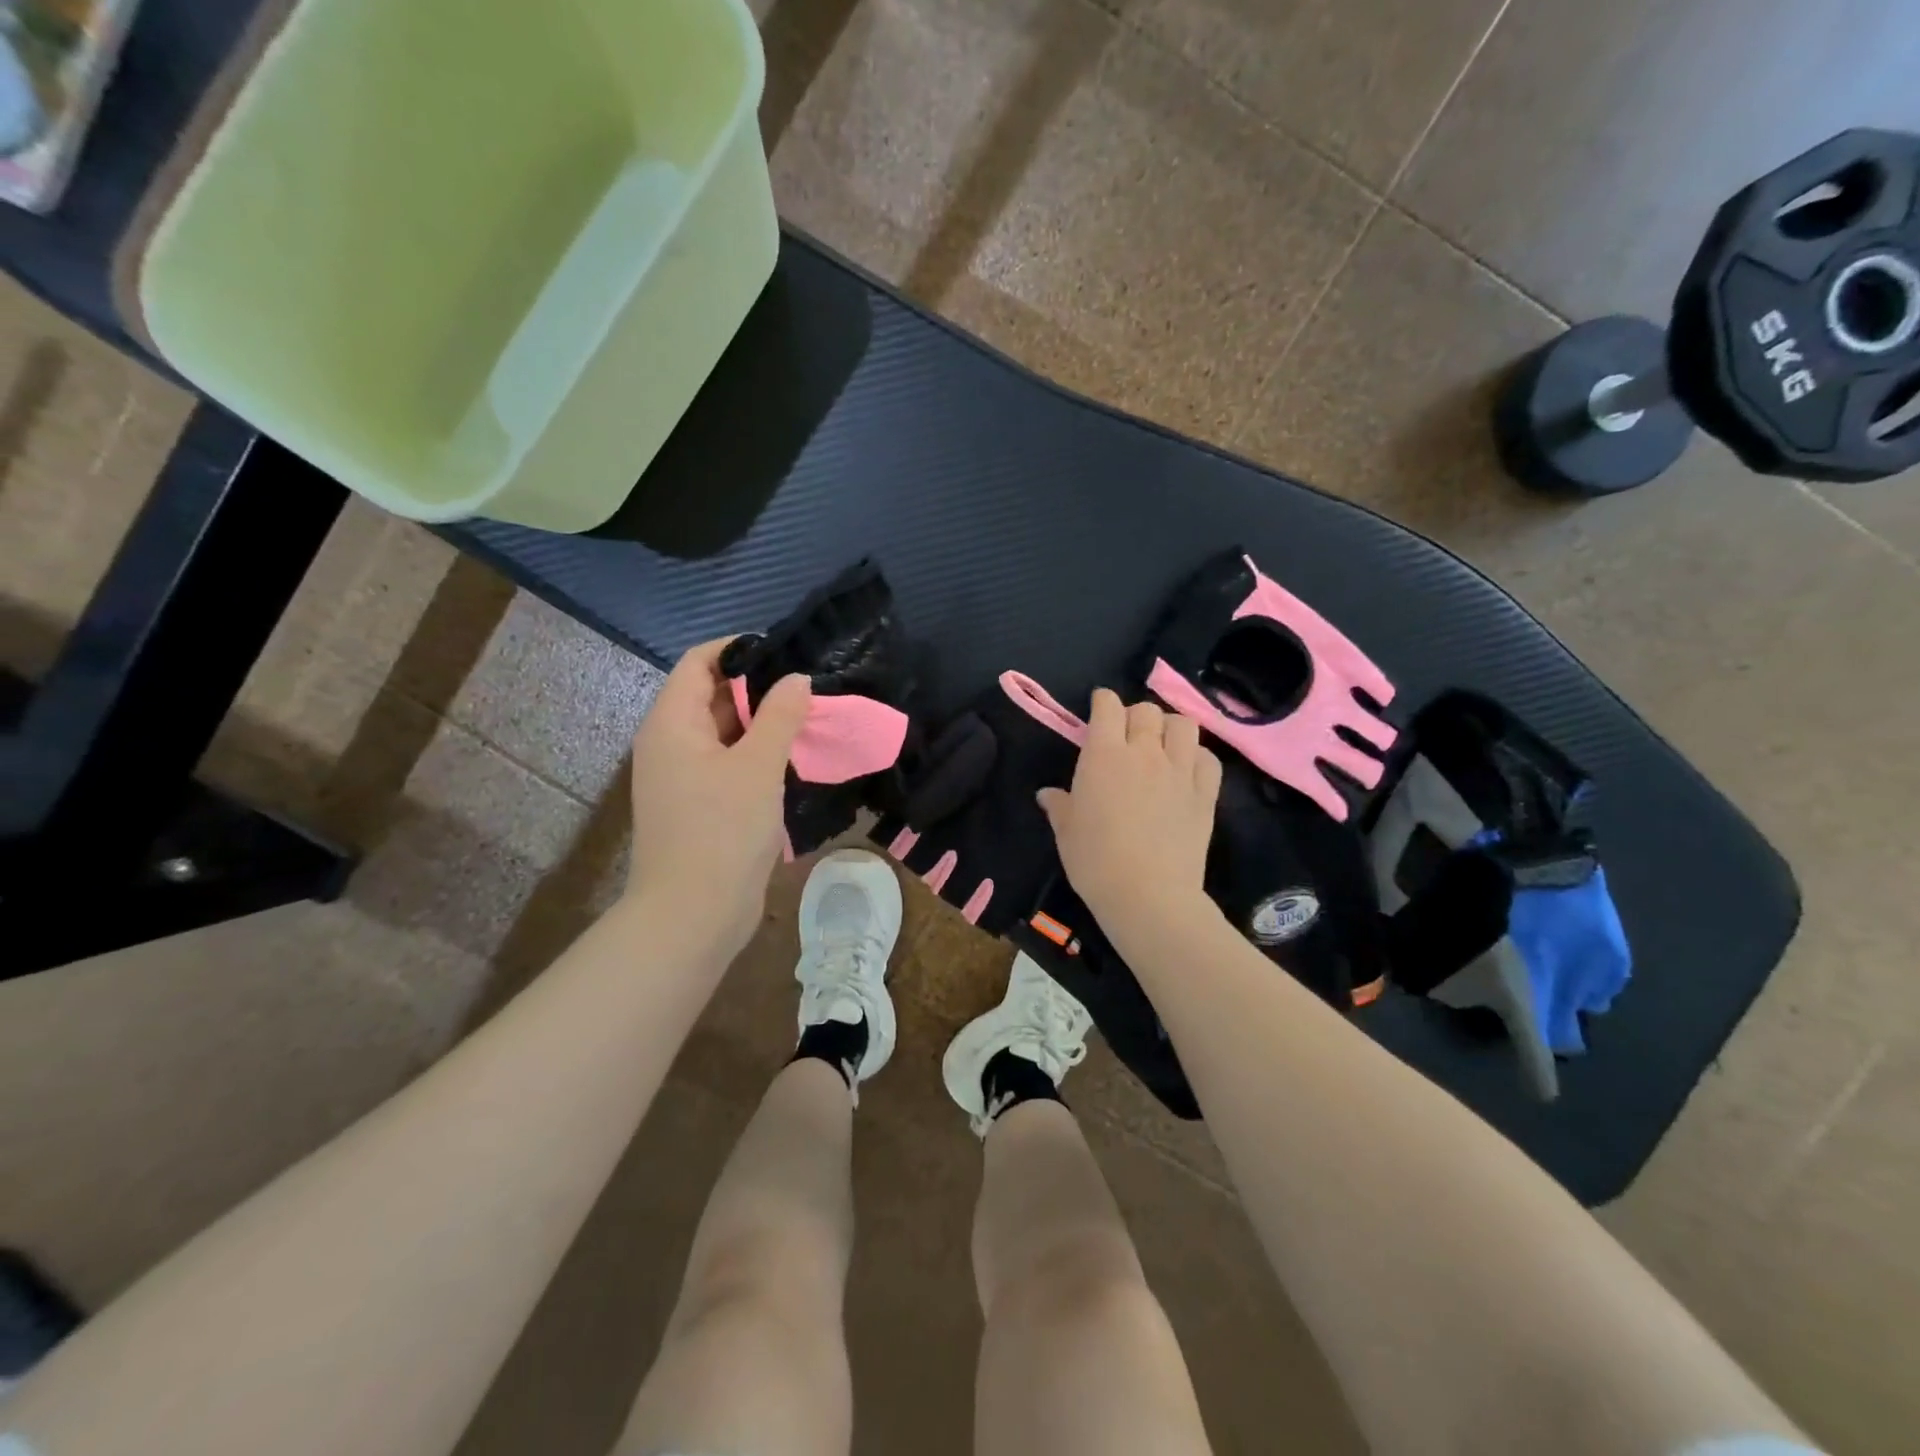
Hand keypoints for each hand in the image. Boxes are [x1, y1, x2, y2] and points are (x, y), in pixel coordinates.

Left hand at [625, 639, 810, 958]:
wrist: (693, 915)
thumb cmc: (721, 831)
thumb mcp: (757, 766)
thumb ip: (779, 716)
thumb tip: (796, 679)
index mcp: (672, 723)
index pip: (699, 663)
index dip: (739, 650)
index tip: (786, 653)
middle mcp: (671, 743)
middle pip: (712, 696)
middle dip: (758, 688)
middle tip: (808, 686)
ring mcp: (684, 777)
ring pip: (724, 733)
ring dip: (763, 724)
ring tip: (810, 717)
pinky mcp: (700, 805)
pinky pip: (728, 764)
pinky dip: (758, 755)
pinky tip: (794, 758)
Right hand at [1038, 689, 1221, 941]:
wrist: (1148, 895)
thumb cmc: (1095, 861)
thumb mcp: (1066, 832)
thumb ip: (1059, 805)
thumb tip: (1048, 794)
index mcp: (1104, 754)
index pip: (1108, 705)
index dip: (1102, 702)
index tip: (1098, 711)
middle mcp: (1145, 752)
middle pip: (1146, 710)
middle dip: (1134, 715)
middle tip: (1126, 737)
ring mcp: (1180, 771)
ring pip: (1183, 724)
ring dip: (1170, 728)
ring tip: (1161, 746)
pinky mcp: (1205, 793)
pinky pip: (1208, 757)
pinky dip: (1197, 756)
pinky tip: (1186, 771)